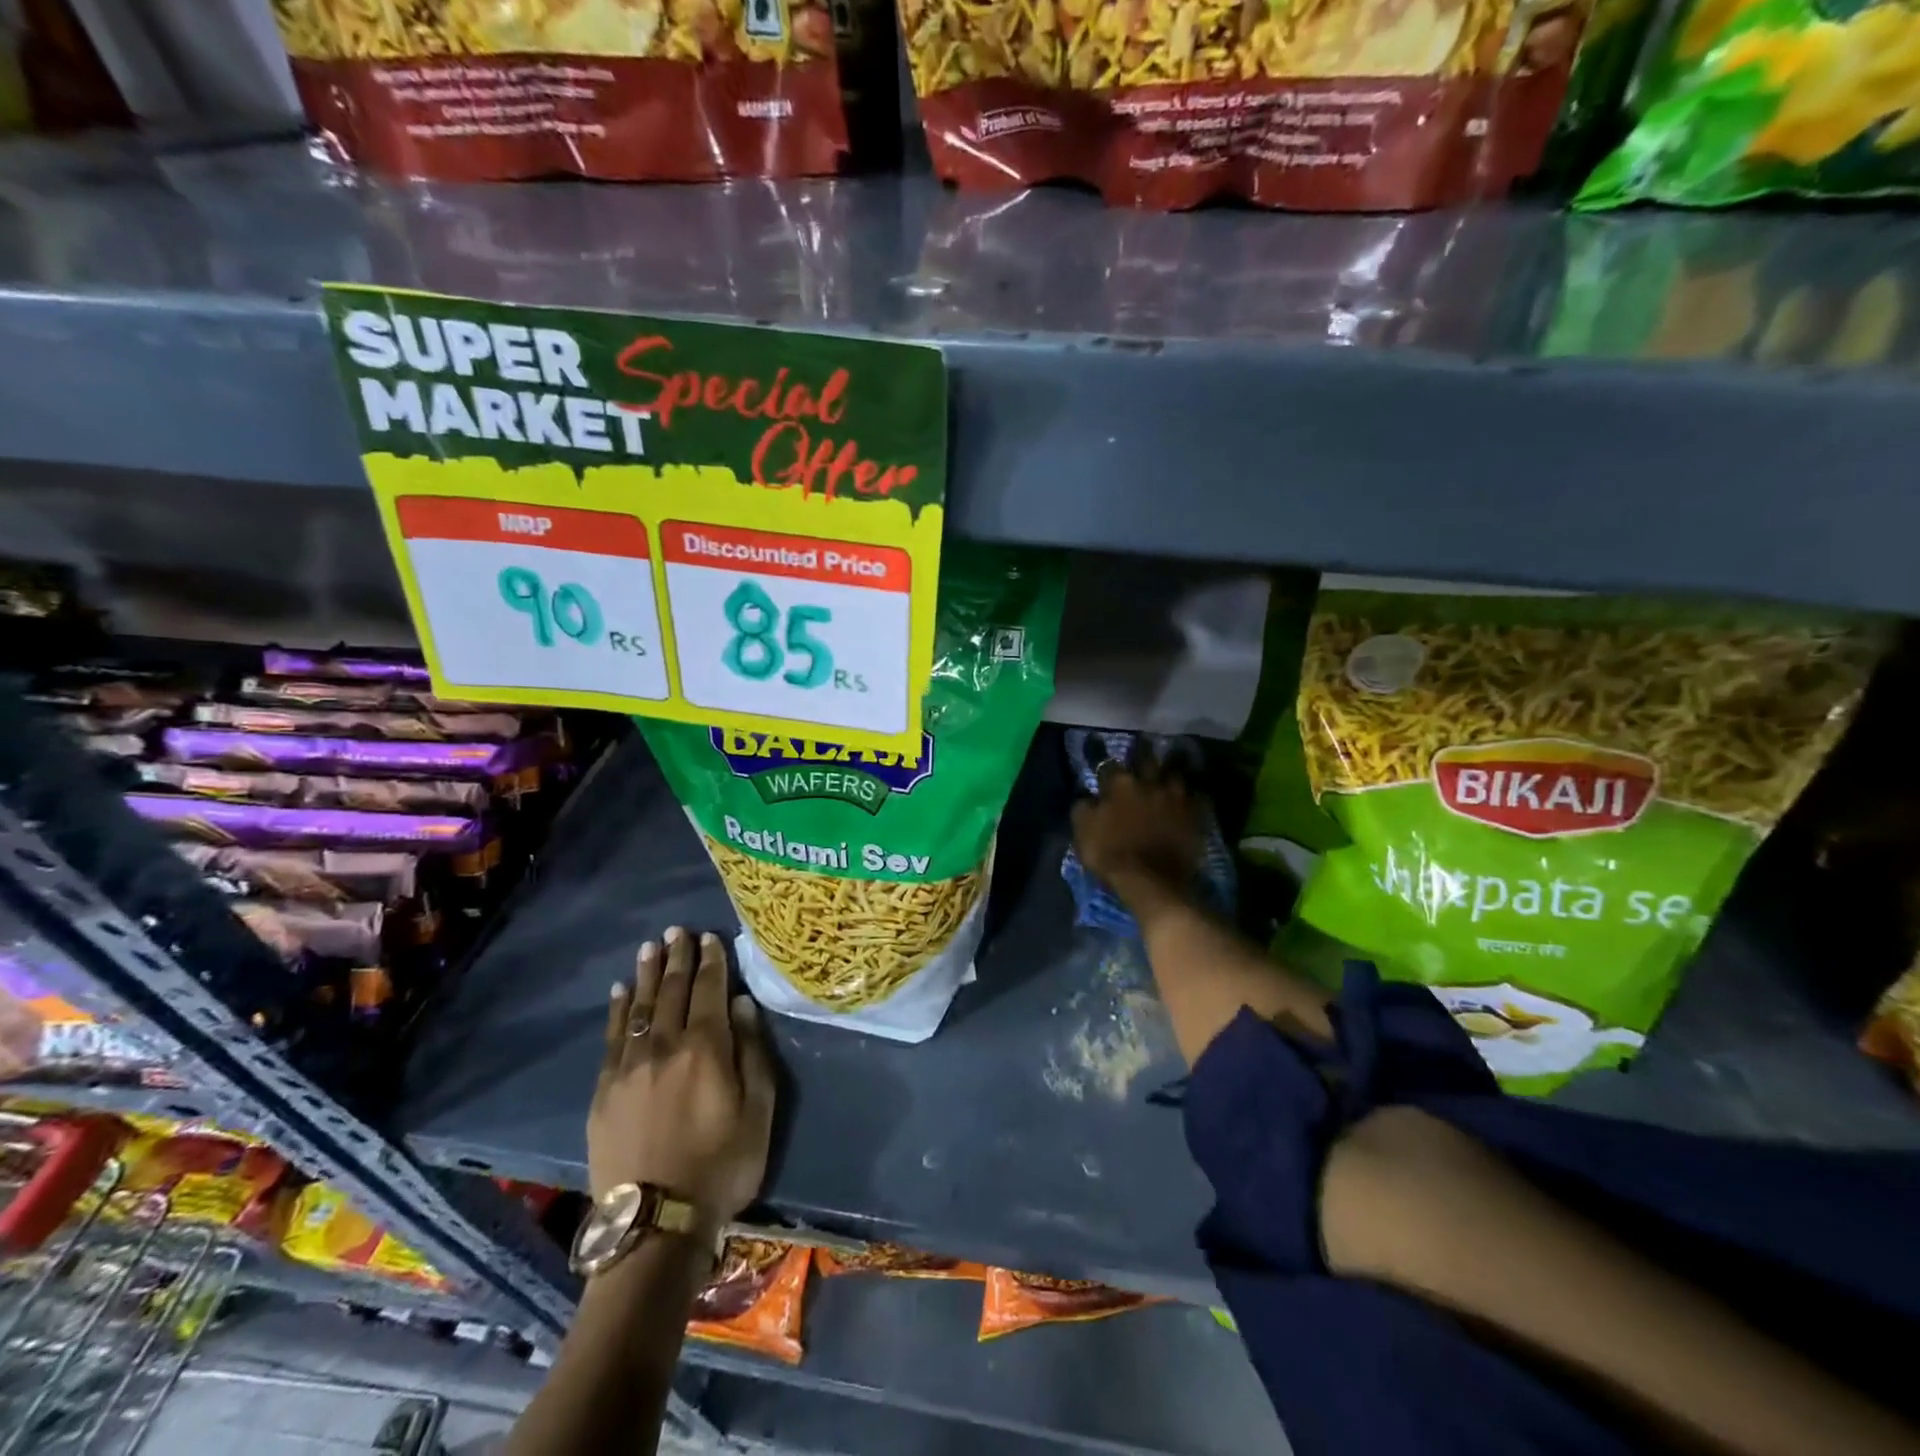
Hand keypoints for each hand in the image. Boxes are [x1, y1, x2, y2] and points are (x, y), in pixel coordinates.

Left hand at [591, 928, 774, 1226]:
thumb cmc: (722, 1164)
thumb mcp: (759, 1110)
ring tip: (650, 947)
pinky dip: (617, 1011)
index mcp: (707, 1047)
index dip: (711, 961)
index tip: (710, 938)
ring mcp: (630, 1067)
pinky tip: (620, 992)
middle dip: (677, 957)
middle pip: (672, 990)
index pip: (709, 989)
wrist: (656, 1224)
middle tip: (678, 930)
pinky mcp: (604, 1091)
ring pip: (640, 1007)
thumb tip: (742, 1005)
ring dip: (646, 974)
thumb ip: (753, 1052)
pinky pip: (611, 1038)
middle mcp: (666, 1045)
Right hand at [1070, 757, 1204, 917]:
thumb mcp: (1083, 832)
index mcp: (1120, 784)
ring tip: (1167, 776)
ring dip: (1169, 773)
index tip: (1105, 773)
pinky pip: (1197, 797)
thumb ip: (1083, 808)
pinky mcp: (1196, 815)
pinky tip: (1188, 799)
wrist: (1152, 881)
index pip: (1110, 765)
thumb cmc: (1111, 855)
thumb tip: (1088, 796)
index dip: (1107, 768)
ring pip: (1175, 774)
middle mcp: (1150, 783)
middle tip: (1141, 753)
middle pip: (1147, 758)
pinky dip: (1192, 796)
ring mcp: (1176, 797)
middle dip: (1143, 754)